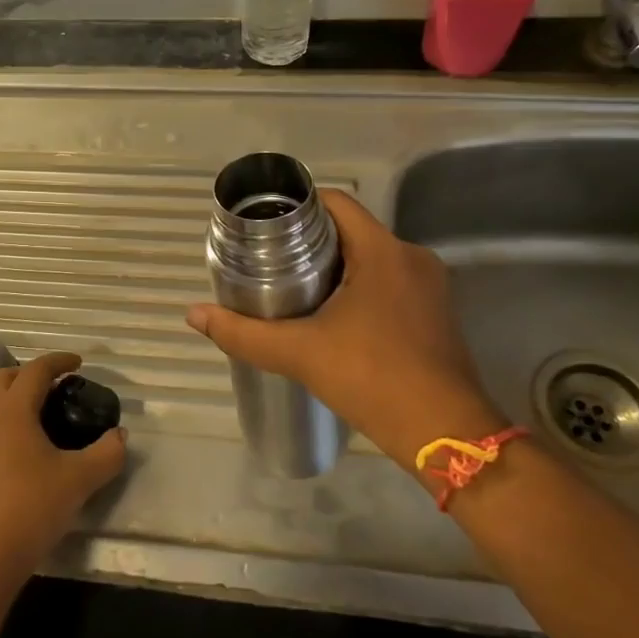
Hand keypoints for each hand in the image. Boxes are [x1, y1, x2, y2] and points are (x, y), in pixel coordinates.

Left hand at [0, 352, 127, 578]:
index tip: (79, 363)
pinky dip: (13, 418)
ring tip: (50, 411)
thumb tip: (120, 436)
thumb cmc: (33, 506)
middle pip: (5, 377)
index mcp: (13, 410)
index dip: (58, 361)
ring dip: (20, 395)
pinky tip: (34, 442)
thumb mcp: (80, 479)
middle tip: (60, 384)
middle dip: (32, 373)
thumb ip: (107, 453)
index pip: (35, 370)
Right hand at [186, 190, 501, 472]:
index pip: (336, 203)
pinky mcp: (435, 312)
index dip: (297, 206)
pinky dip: (359, 286)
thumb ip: (244, 333)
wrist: (445, 434)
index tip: (264, 224)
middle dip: (310, 240)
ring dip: (335, 265)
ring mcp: (429, 286)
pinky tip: (331, 314)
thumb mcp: (300, 354)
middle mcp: (412, 257)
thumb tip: (194, 314)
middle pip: (352, 229)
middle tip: (268, 259)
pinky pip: (389, 281)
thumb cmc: (374, 379)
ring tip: (292, 286)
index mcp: (384, 251)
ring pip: (371, 257)